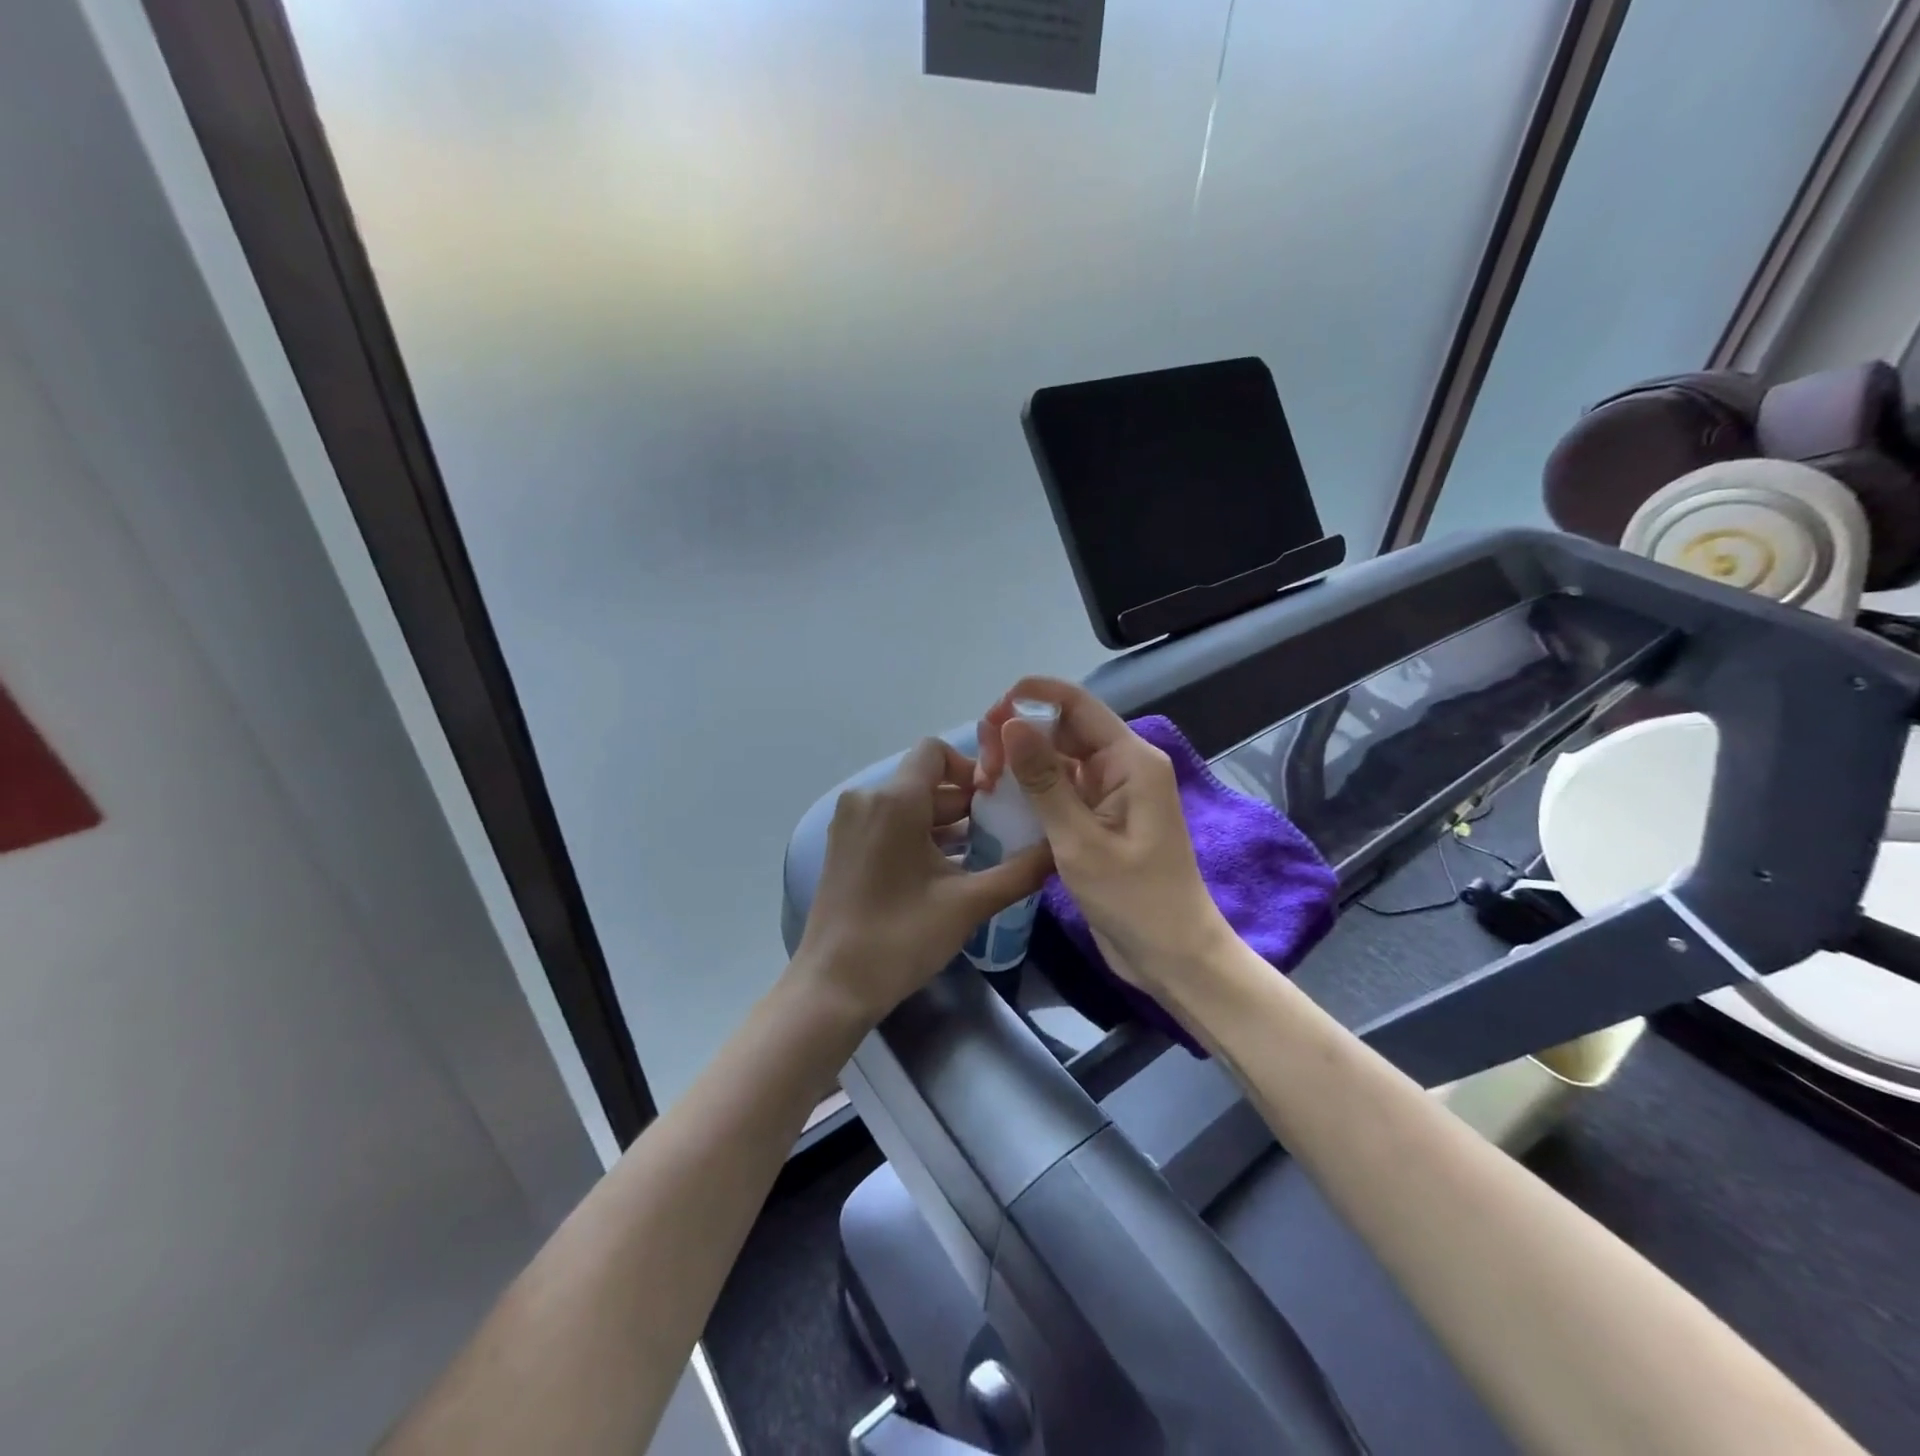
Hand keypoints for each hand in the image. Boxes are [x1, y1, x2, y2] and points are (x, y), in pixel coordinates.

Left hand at [796, 737, 1052, 1022]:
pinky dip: (919, 835)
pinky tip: (948, 869)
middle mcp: (866, 799)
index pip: (935, 751)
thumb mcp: (969, 903)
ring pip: (908, 804)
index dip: (971, 767)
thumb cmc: (901, 937)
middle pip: (925, 780)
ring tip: (983, 854)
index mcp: (894, 800)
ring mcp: (850, 823)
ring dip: (945, 823)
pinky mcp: (843, 846)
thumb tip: (1060, 847)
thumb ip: (1020, 871)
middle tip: (1004, 833)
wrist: (834, 985)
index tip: (999, 800)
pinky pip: (888, 822)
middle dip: (966, 803)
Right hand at [976, 678, 1229, 990]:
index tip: (989, 715)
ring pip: (1060, 759)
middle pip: (1065, 728)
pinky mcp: (1101, 819)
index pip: (1077, 705)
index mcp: (1130, 760)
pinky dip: (1033, 790)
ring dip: (1023, 764)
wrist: (1173, 958)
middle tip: (982, 764)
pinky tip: (1002, 801)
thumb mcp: (1079, 840)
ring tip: (984, 781)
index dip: (1032, 697)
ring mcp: (1112, 794)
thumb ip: (1044, 780)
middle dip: (1021, 734)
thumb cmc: (1134, 899)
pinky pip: (1063, 789)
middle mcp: (1123, 767)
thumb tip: (1011, 723)